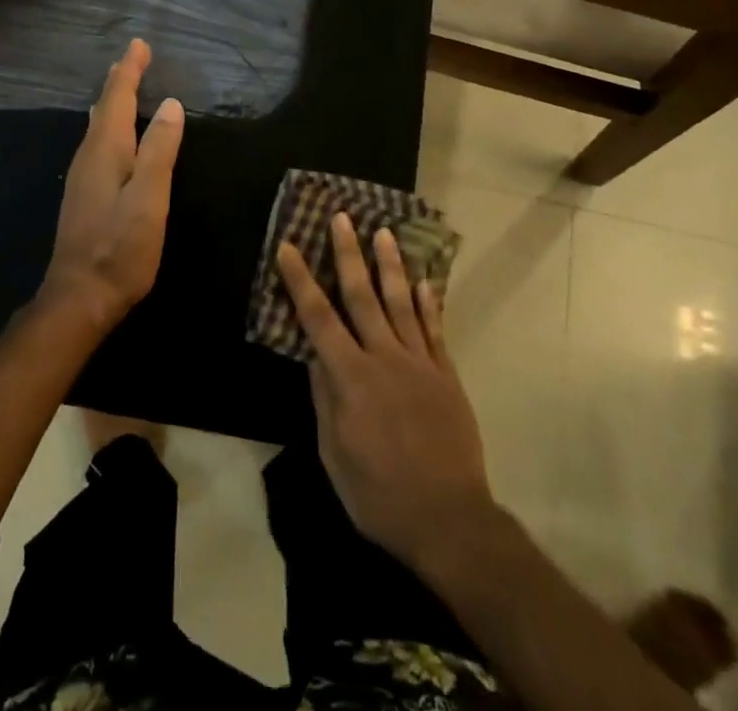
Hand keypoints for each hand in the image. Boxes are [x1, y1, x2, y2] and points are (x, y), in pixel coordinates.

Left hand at [44, 40, 184, 331]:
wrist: (79, 296)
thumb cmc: (121, 247)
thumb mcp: (150, 197)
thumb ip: (159, 149)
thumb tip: (170, 104)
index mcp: (105, 149)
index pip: (117, 98)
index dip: (129, 70)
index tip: (139, 45)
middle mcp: (88, 156)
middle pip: (104, 108)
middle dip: (119, 81)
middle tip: (132, 59)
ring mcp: (82, 176)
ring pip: (98, 126)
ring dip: (111, 102)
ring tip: (121, 86)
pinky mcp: (84, 195)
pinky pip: (98, 143)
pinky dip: (109, 125)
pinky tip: (112, 135)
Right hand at [277, 213, 494, 570]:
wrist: (449, 520)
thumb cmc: (379, 495)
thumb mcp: (334, 454)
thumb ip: (325, 399)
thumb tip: (314, 356)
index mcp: (351, 378)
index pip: (318, 318)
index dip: (300, 280)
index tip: (288, 246)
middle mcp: (384, 358)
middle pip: (362, 295)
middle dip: (348, 253)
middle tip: (341, 217)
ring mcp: (419, 363)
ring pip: (401, 302)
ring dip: (390, 265)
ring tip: (384, 232)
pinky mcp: (445, 375)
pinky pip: (434, 330)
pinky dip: (428, 302)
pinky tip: (425, 280)